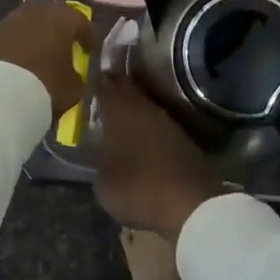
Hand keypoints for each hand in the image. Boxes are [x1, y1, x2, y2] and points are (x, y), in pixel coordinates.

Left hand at [0, 0, 91, 118]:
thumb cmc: (45, 87)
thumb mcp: (73, 88)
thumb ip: (76, 76)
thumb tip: (72, 74)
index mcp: (62, 18)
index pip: (81, 21)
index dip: (87, 36)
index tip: (88, 51)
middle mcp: (35, 12)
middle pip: (51, 16)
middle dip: (57, 31)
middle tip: (61, 49)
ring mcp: (7, 21)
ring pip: (26, 26)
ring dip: (33, 38)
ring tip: (35, 60)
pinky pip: (6, 39)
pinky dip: (12, 49)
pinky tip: (13, 68)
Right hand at [93, 74, 224, 239]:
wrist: (189, 202)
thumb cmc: (137, 188)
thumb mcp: (103, 183)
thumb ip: (99, 161)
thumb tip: (102, 154)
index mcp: (119, 112)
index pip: (105, 85)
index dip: (96, 80)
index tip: (89, 77)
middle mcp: (143, 108)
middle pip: (127, 89)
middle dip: (115, 87)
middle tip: (104, 86)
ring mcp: (166, 121)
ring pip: (144, 105)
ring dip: (133, 106)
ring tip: (120, 112)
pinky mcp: (183, 137)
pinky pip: (158, 123)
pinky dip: (148, 124)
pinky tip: (142, 134)